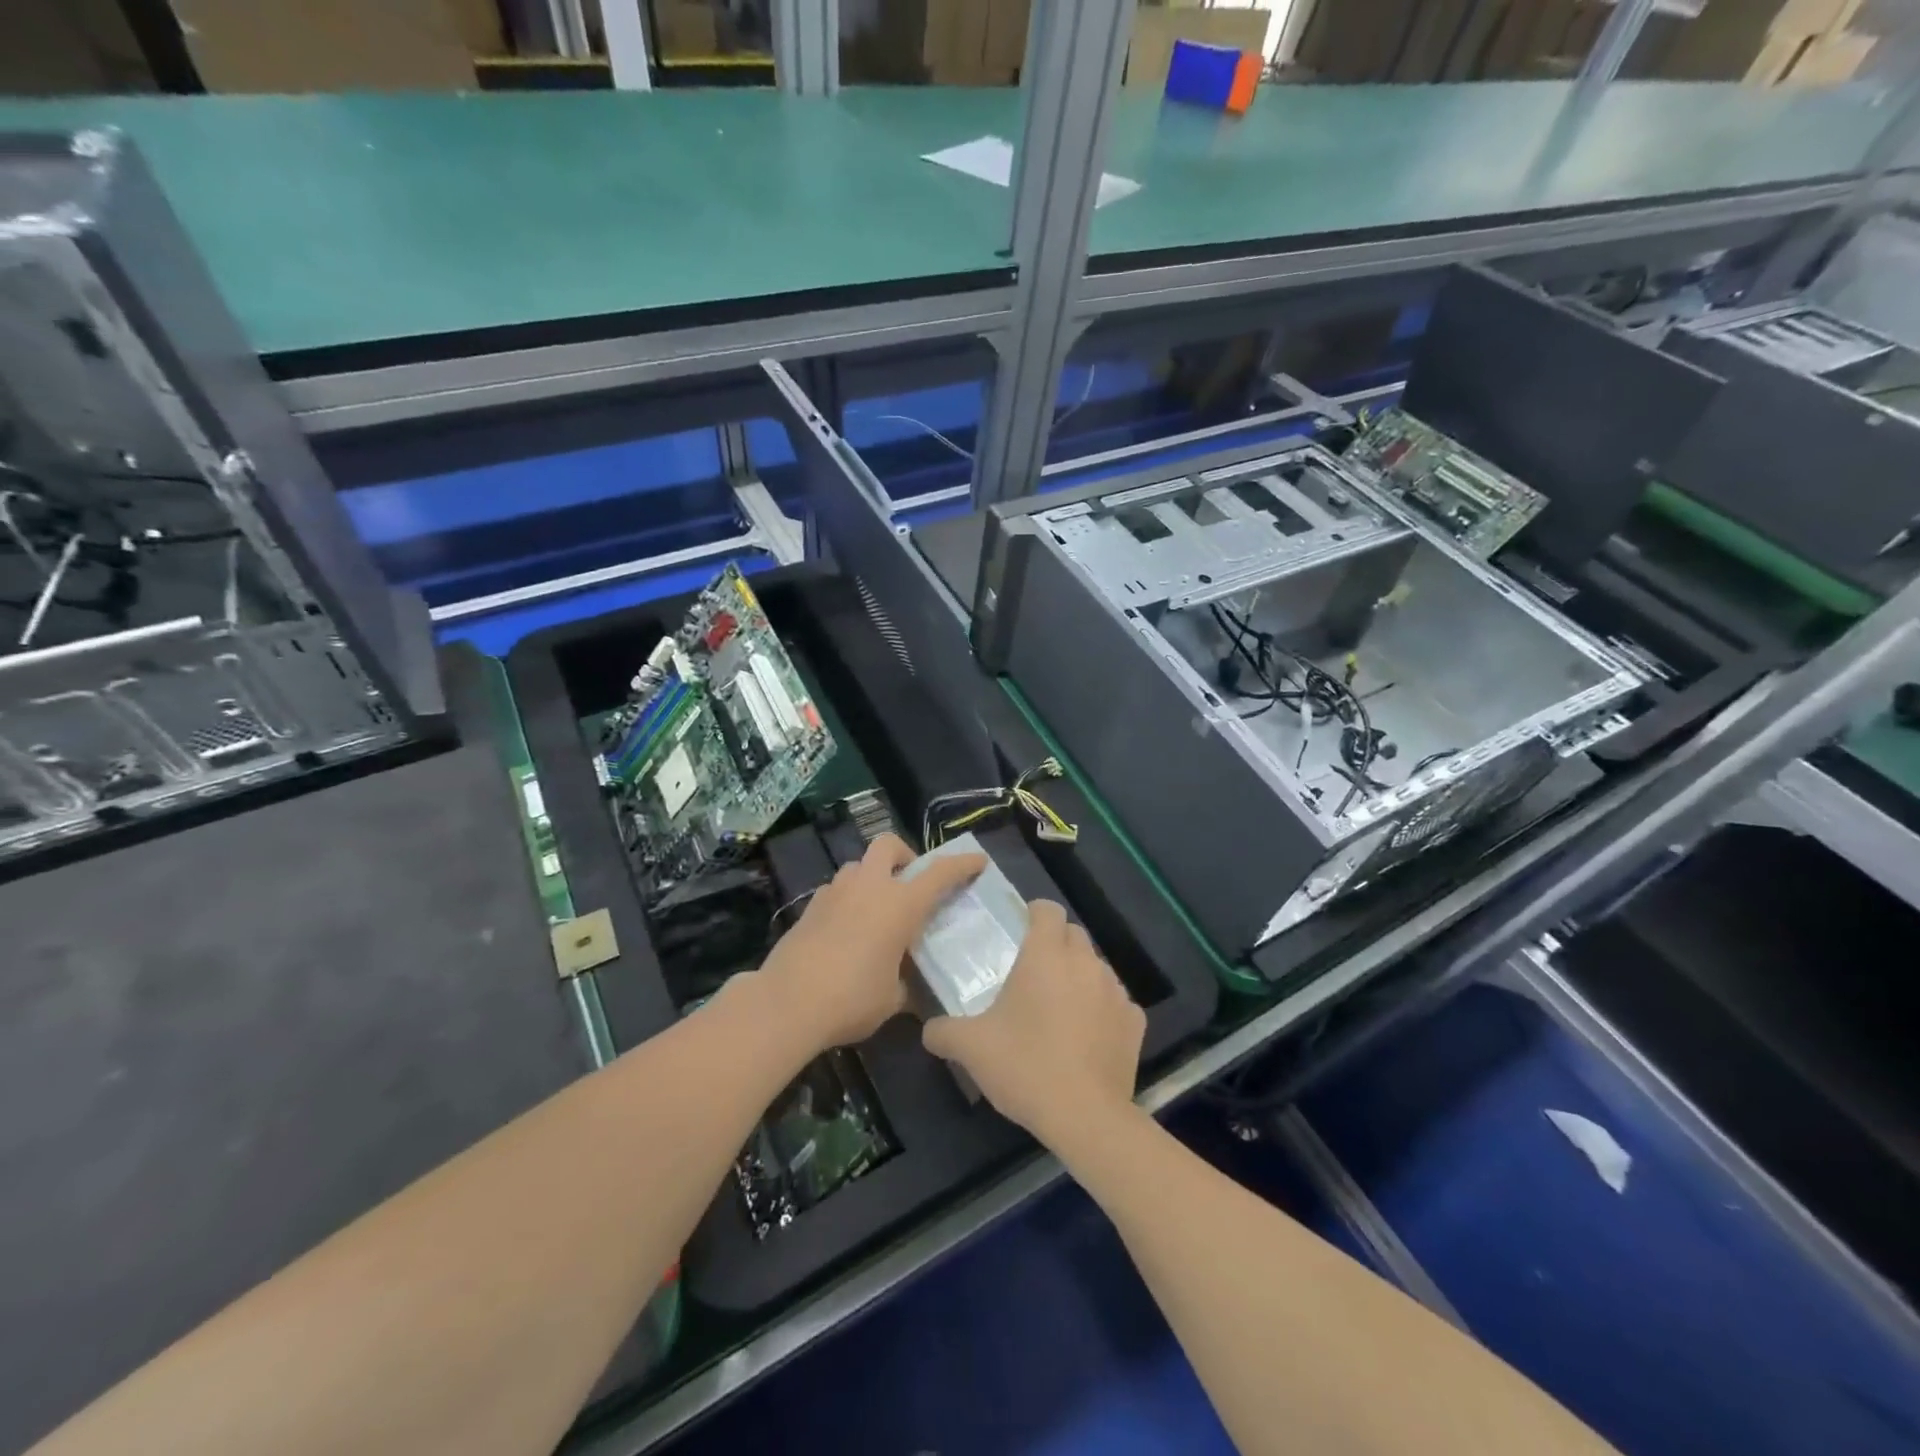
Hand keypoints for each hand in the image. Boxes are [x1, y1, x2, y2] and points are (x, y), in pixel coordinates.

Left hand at [757, 832, 984, 1052]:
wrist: (788, 1003)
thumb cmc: (852, 999)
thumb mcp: (893, 998)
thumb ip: (906, 983)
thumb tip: (908, 987)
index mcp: (900, 904)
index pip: (940, 872)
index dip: (962, 863)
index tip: (978, 860)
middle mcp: (869, 887)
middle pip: (888, 845)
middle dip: (904, 854)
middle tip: (910, 881)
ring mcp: (836, 892)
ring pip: (859, 865)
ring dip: (872, 877)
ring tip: (876, 908)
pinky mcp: (811, 906)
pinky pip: (836, 889)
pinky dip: (848, 898)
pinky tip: (847, 928)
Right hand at [922, 900, 1144, 1149]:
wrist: (1085, 1116)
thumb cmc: (1025, 1066)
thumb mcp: (971, 1048)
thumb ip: (943, 1031)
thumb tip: (929, 1030)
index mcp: (1046, 955)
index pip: (1047, 909)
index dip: (1034, 914)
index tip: (1020, 931)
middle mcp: (1085, 962)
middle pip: (1073, 934)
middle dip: (1056, 944)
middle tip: (1033, 974)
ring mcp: (1115, 991)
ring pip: (1096, 967)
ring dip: (1079, 976)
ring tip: (1060, 1008)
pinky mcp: (1135, 1022)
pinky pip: (1116, 1002)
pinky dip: (1102, 1009)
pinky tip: (1087, 1037)